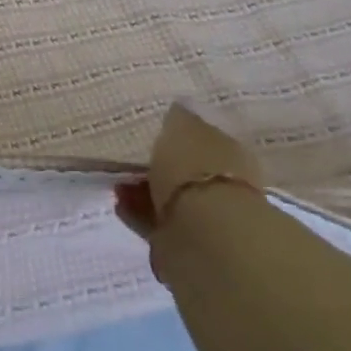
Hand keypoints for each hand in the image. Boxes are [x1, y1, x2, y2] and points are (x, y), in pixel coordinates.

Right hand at [115, 101, 263, 240]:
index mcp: (232, 152)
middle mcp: (225, 184)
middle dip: (160, 165)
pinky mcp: (185, 243)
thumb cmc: (196, 170)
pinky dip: (138, 211)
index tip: (156, 130)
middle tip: (131, 159)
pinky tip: (120, 203)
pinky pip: (157, 220)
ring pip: (170, 196)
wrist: (204, 234)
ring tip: (119, 183)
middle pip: (187, 170)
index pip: (206, 137)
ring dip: (145, 189)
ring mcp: (207, 216)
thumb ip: (181, 117)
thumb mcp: (184, 128)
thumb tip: (181, 107)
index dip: (181, 134)